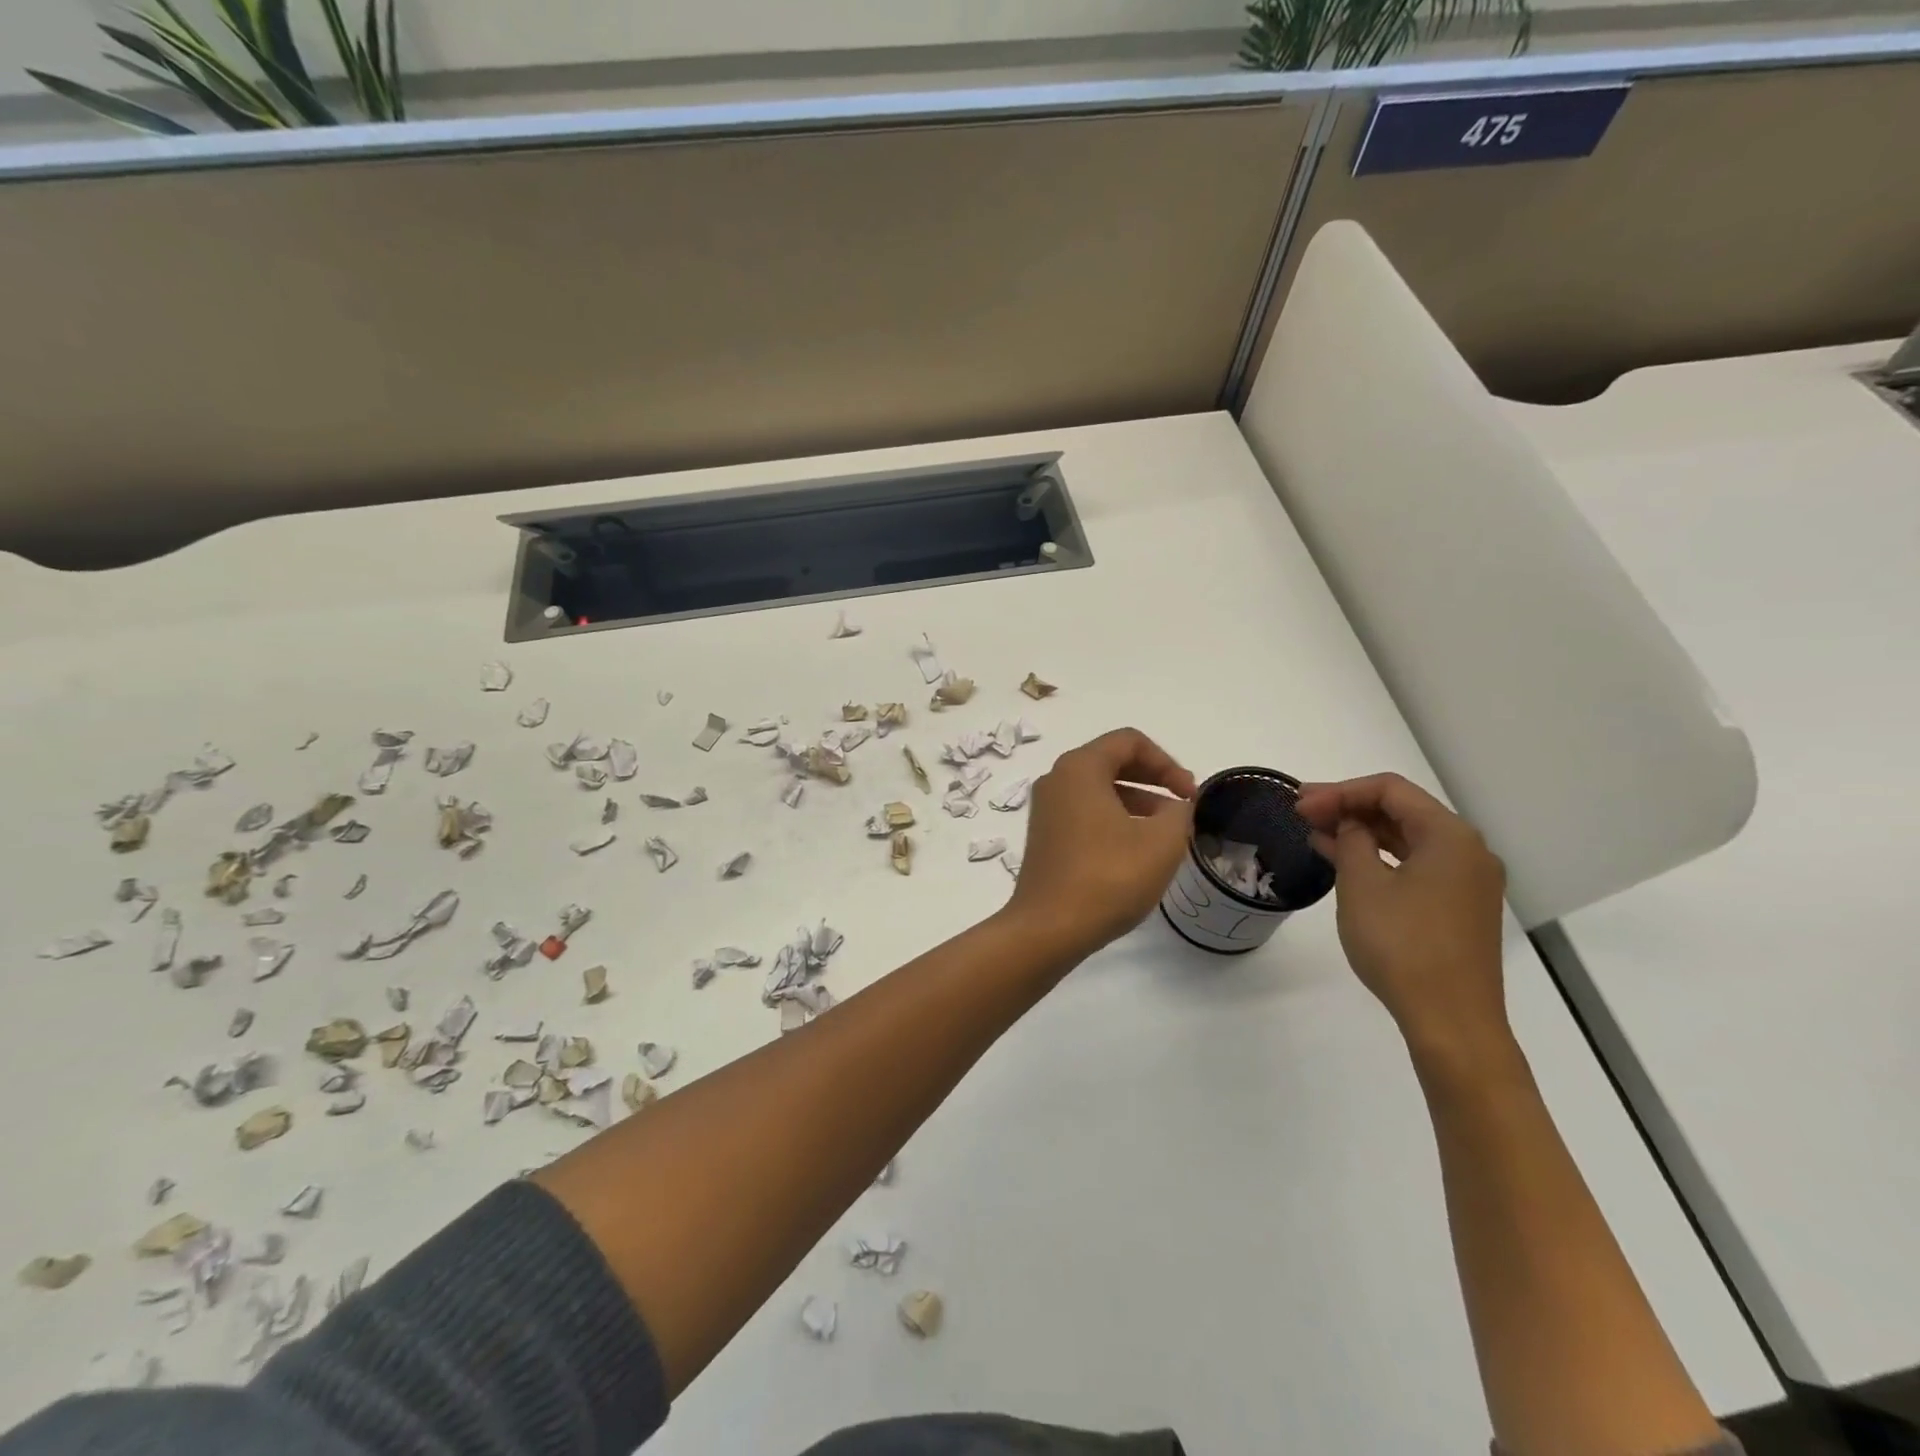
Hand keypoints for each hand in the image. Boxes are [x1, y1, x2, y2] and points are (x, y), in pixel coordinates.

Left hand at [1007, 728, 1196, 962]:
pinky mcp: (1044, 835)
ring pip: (1099, 789)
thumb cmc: (1108, 877)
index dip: (1167, 762)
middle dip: (1153, 779)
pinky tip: (1135, 850)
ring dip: (1137, 801)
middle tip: (1182, 806)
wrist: (1049, 928)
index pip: (1130, 741)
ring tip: (1166, 832)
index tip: (1189, 794)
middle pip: (1112, 761)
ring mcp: (1046, 808)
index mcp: (1080, 768)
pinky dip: (1114, 819)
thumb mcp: (1162, 842)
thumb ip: (1180, 812)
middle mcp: (1057, 779)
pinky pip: (1085, 812)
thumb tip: (1178, 805)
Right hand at [1293, 774, 1509, 1062]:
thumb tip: (1349, 824)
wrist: (1451, 1021)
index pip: (1390, 790)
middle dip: (1350, 807)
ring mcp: (1467, 881)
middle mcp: (1468, 850)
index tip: (1301, 805)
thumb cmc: (1402, 944)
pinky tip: (1345, 861)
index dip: (1340, 791)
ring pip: (1408, 838)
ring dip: (1362, 832)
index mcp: (1450, 836)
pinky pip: (1416, 865)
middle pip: (1403, 810)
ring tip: (1316, 833)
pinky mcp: (1459, 907)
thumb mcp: (1362, 884)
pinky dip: (1380, 857)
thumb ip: (1351, 841)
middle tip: (1303, 812)